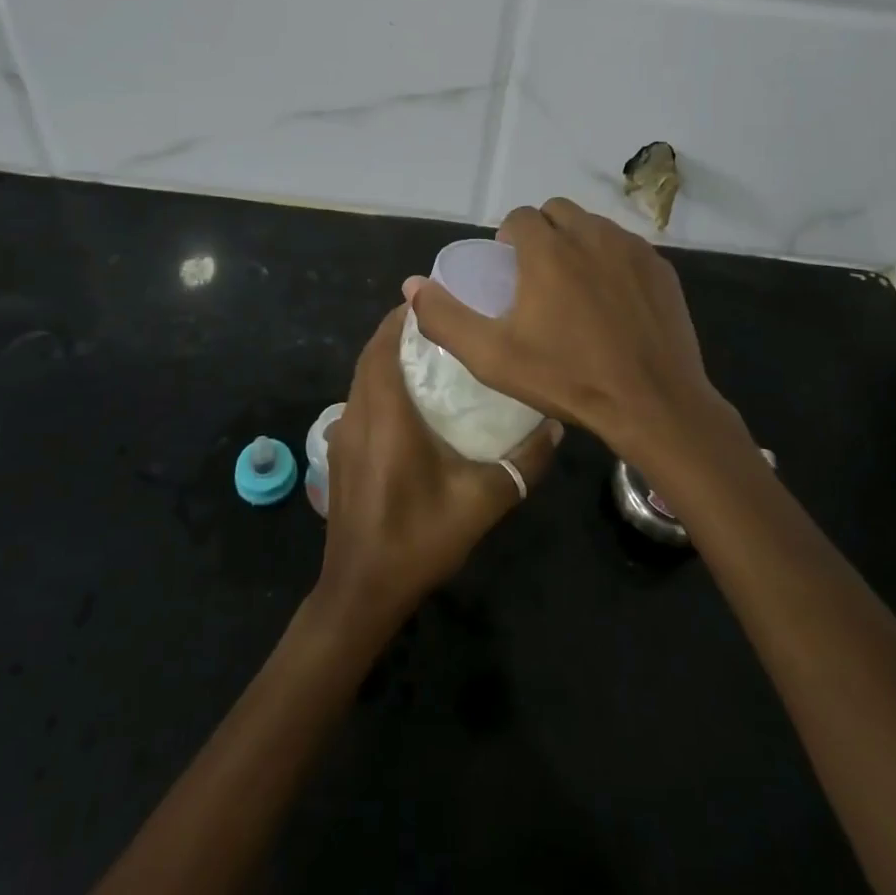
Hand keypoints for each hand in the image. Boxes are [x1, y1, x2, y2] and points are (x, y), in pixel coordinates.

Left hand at [318, 305, 560, 627]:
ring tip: (430, 355)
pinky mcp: (339, 455)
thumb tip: (556, 427)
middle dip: (398, 332)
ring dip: (387, 359)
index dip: (402, 318)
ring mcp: (341, 437)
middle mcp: (356, 417)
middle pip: (370, 357)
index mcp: (385, 417)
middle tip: (441, 324)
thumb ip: (522, 464)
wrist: (361, 593)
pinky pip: (357, 402)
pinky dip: (378, 386)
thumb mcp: (482, 503)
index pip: (383, 347)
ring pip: (360, 379)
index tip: (434, 300)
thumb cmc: (418, 540)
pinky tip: (409, 404)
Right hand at [404, 198, 729, 457]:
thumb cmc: (568, 378)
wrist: (653, 403)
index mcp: (548, 249)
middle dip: (542, 232)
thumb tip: (412, 286)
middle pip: (557, 212)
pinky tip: (612, 300)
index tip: (508, 270)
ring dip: (577, 242)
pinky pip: (626, 247)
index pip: (520, 216)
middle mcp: (591, 235)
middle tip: (538, 275)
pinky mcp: (661, 267)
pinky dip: (612, 260)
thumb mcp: (492, 357)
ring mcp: (631, 249)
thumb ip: (445, 318)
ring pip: (594, 226)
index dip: (508, 237)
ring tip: (574, 287)